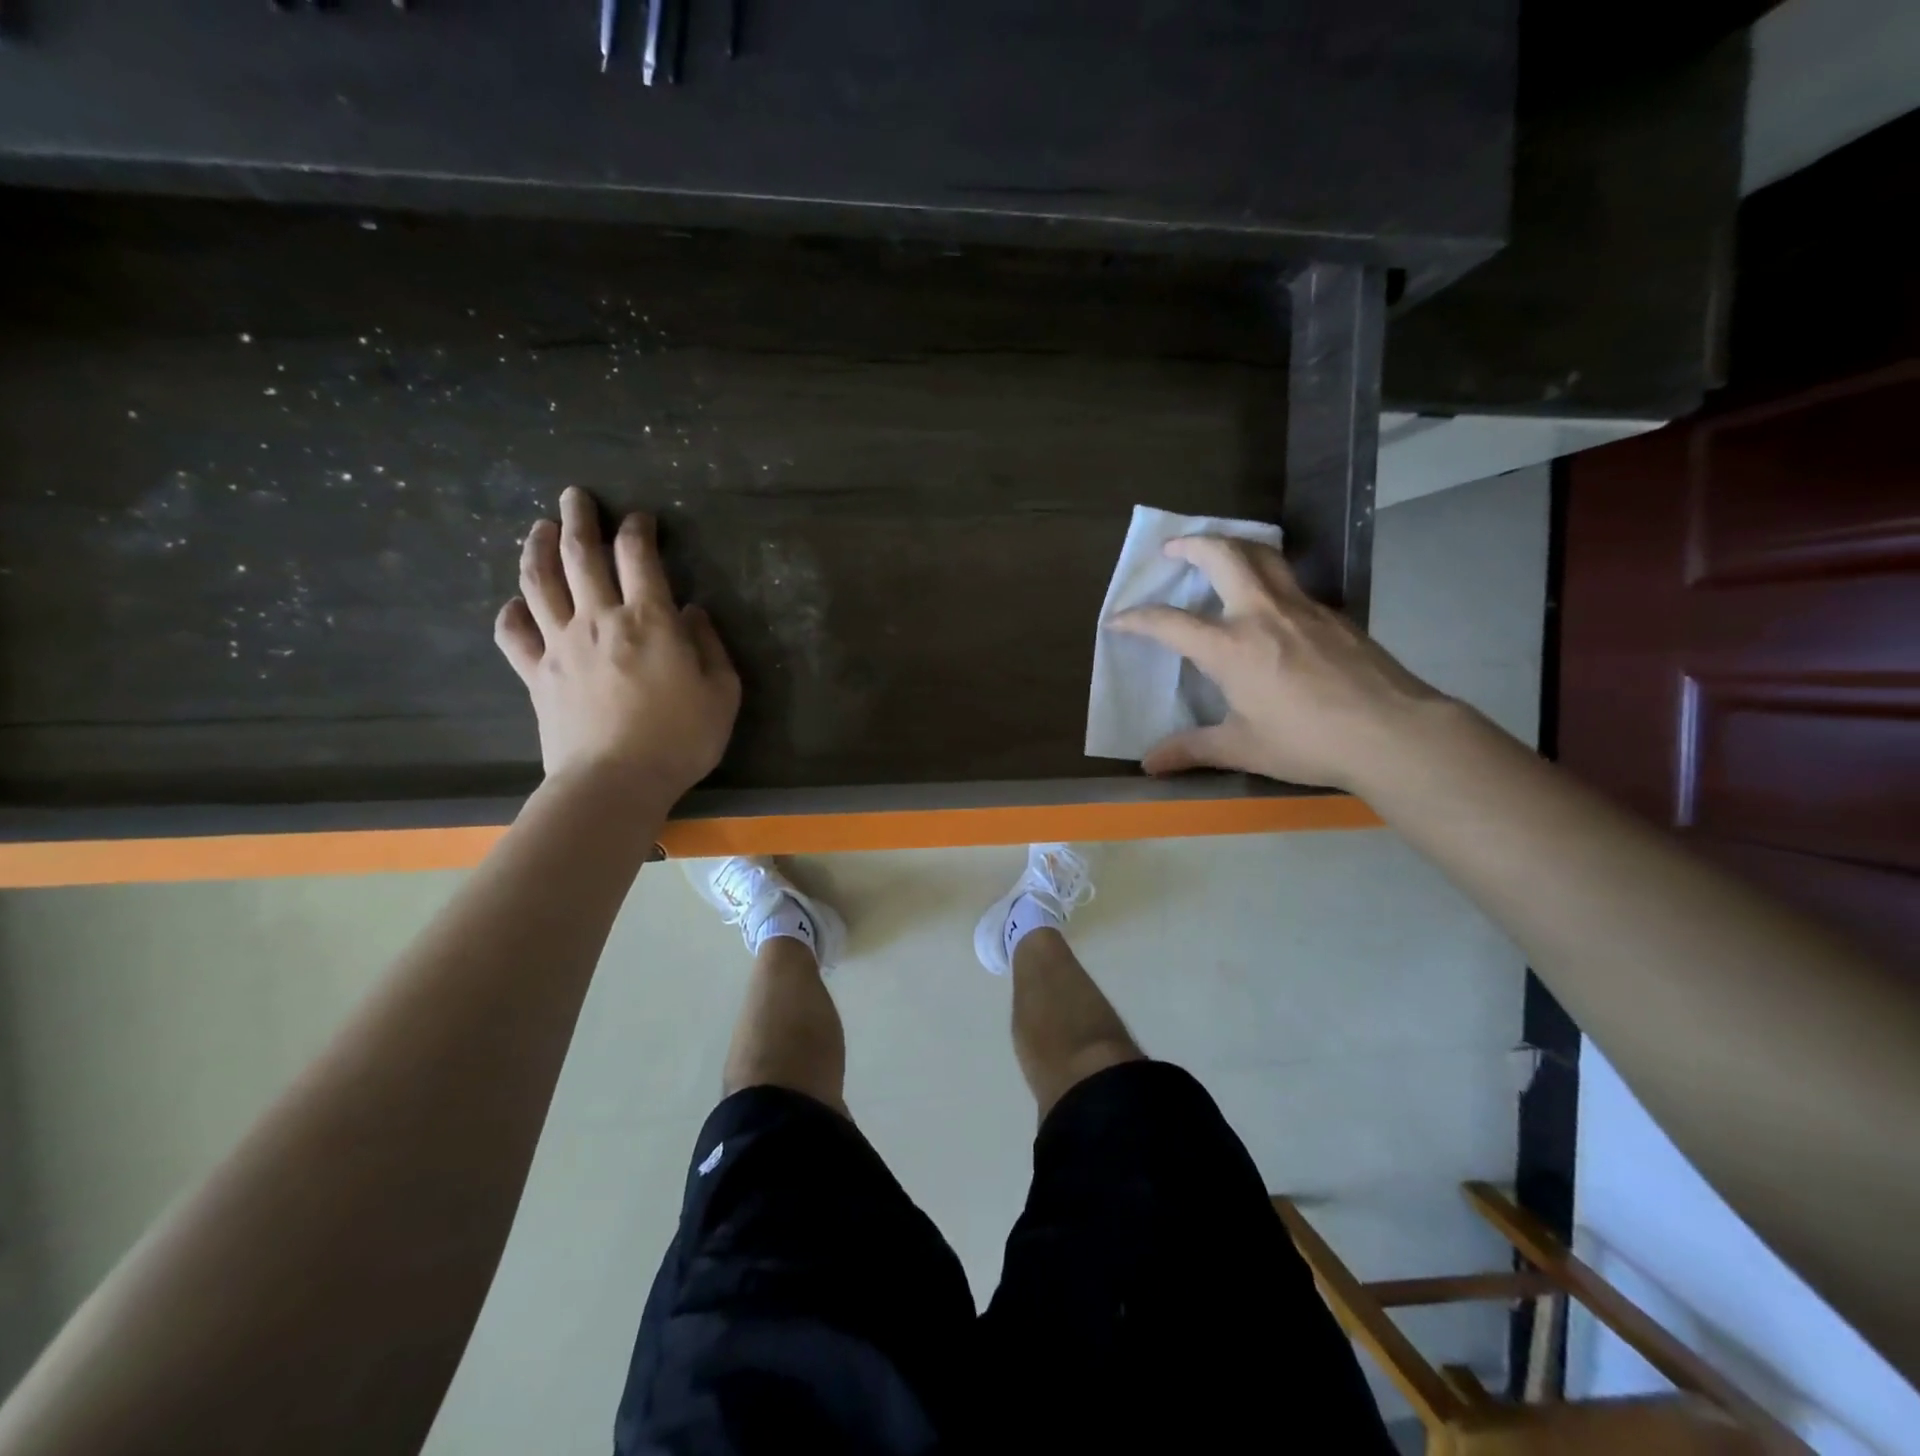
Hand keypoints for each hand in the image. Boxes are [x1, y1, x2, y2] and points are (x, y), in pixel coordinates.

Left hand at [494, 488, 739, 800]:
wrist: (615, 783)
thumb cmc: (681, 739)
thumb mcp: (722, 693)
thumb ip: (709, 645)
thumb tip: (691, 612)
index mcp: (649, 621)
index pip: (639, 557)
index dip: (638, 530)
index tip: (640, 518)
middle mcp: (599, 619)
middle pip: (580, 555)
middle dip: (578, 519)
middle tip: (574, 496)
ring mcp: (560, 645)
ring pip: (539, 582)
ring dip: (537, 548)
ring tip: (539, 528)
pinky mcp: (536, 675)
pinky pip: (514, 634)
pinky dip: (511, 613)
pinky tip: (516, 604)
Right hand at [1109, 536, 1448, 791]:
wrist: (1392, 732)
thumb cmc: (1307, 741)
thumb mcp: (1243, 748)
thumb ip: (1193, 749)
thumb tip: (1149, 764)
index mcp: (1231, 646)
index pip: (1170, 622)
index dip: (1137, 618)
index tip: (1117, 619)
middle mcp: (1262, 613)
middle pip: (1224, 555)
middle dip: (1192, 544)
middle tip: (1173, 549)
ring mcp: (1302, 607)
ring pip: (1264, 556)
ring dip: (1234, 546)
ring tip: (1219, 554)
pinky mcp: (1332, 614)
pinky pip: (1291, 582)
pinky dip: (1268, 576)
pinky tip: (1269, 604)